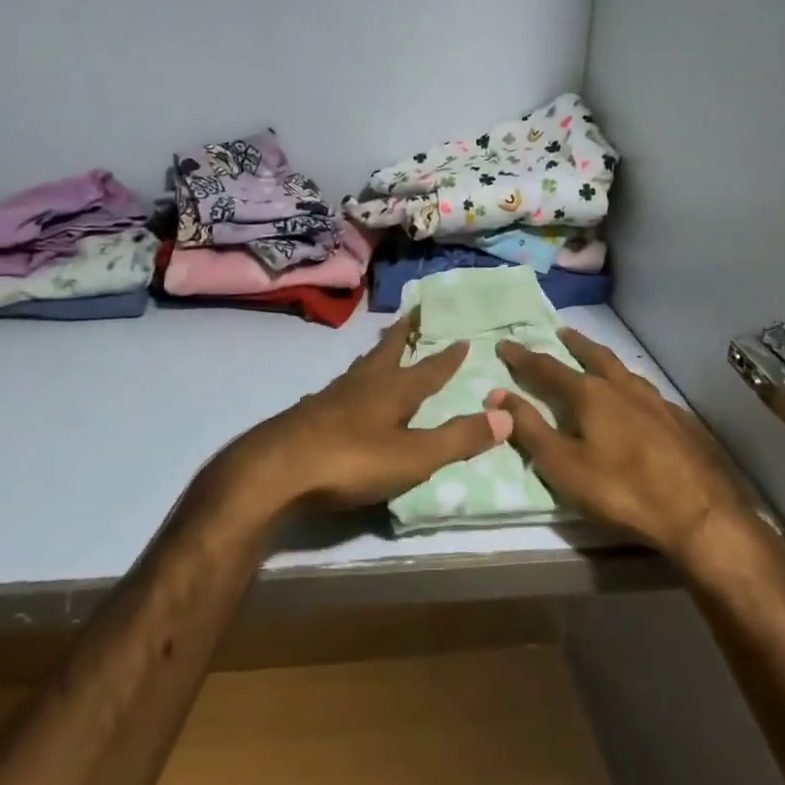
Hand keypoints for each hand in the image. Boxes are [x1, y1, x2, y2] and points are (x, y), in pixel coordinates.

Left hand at [224, 312, 509, 515]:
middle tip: (413, 314)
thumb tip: (508, 415)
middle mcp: (364, 384)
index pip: (429, 369)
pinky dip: (354, 380)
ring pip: (362, 365)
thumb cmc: (352, 460)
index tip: (462, 337)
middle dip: (404, 334)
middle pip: (389, 351)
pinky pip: (341, 386)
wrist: (277, 469)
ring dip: (378, 354)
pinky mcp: (310, 413)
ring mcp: (333, 396)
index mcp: (394, 390)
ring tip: (383, 347)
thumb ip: (459, 438)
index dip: (447, 356)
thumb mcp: (414, 456)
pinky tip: (347, 393)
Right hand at [492, 328, 776, 564]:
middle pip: (593, 356)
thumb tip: (497, 393)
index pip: (547, 368)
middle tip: (562, 332)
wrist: (700, 513)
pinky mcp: (680, 420)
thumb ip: (529, 428)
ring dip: (604, 360)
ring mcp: (656, 401)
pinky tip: (636, 399)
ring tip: (598, 358)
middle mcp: (622, 387)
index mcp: (590, 394)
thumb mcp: (563, 465)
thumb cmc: (621, 490)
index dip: (523, 357)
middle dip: (574, 344)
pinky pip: (647, 392)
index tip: (505, 343)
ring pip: (623, 370)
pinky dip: (631, 386)